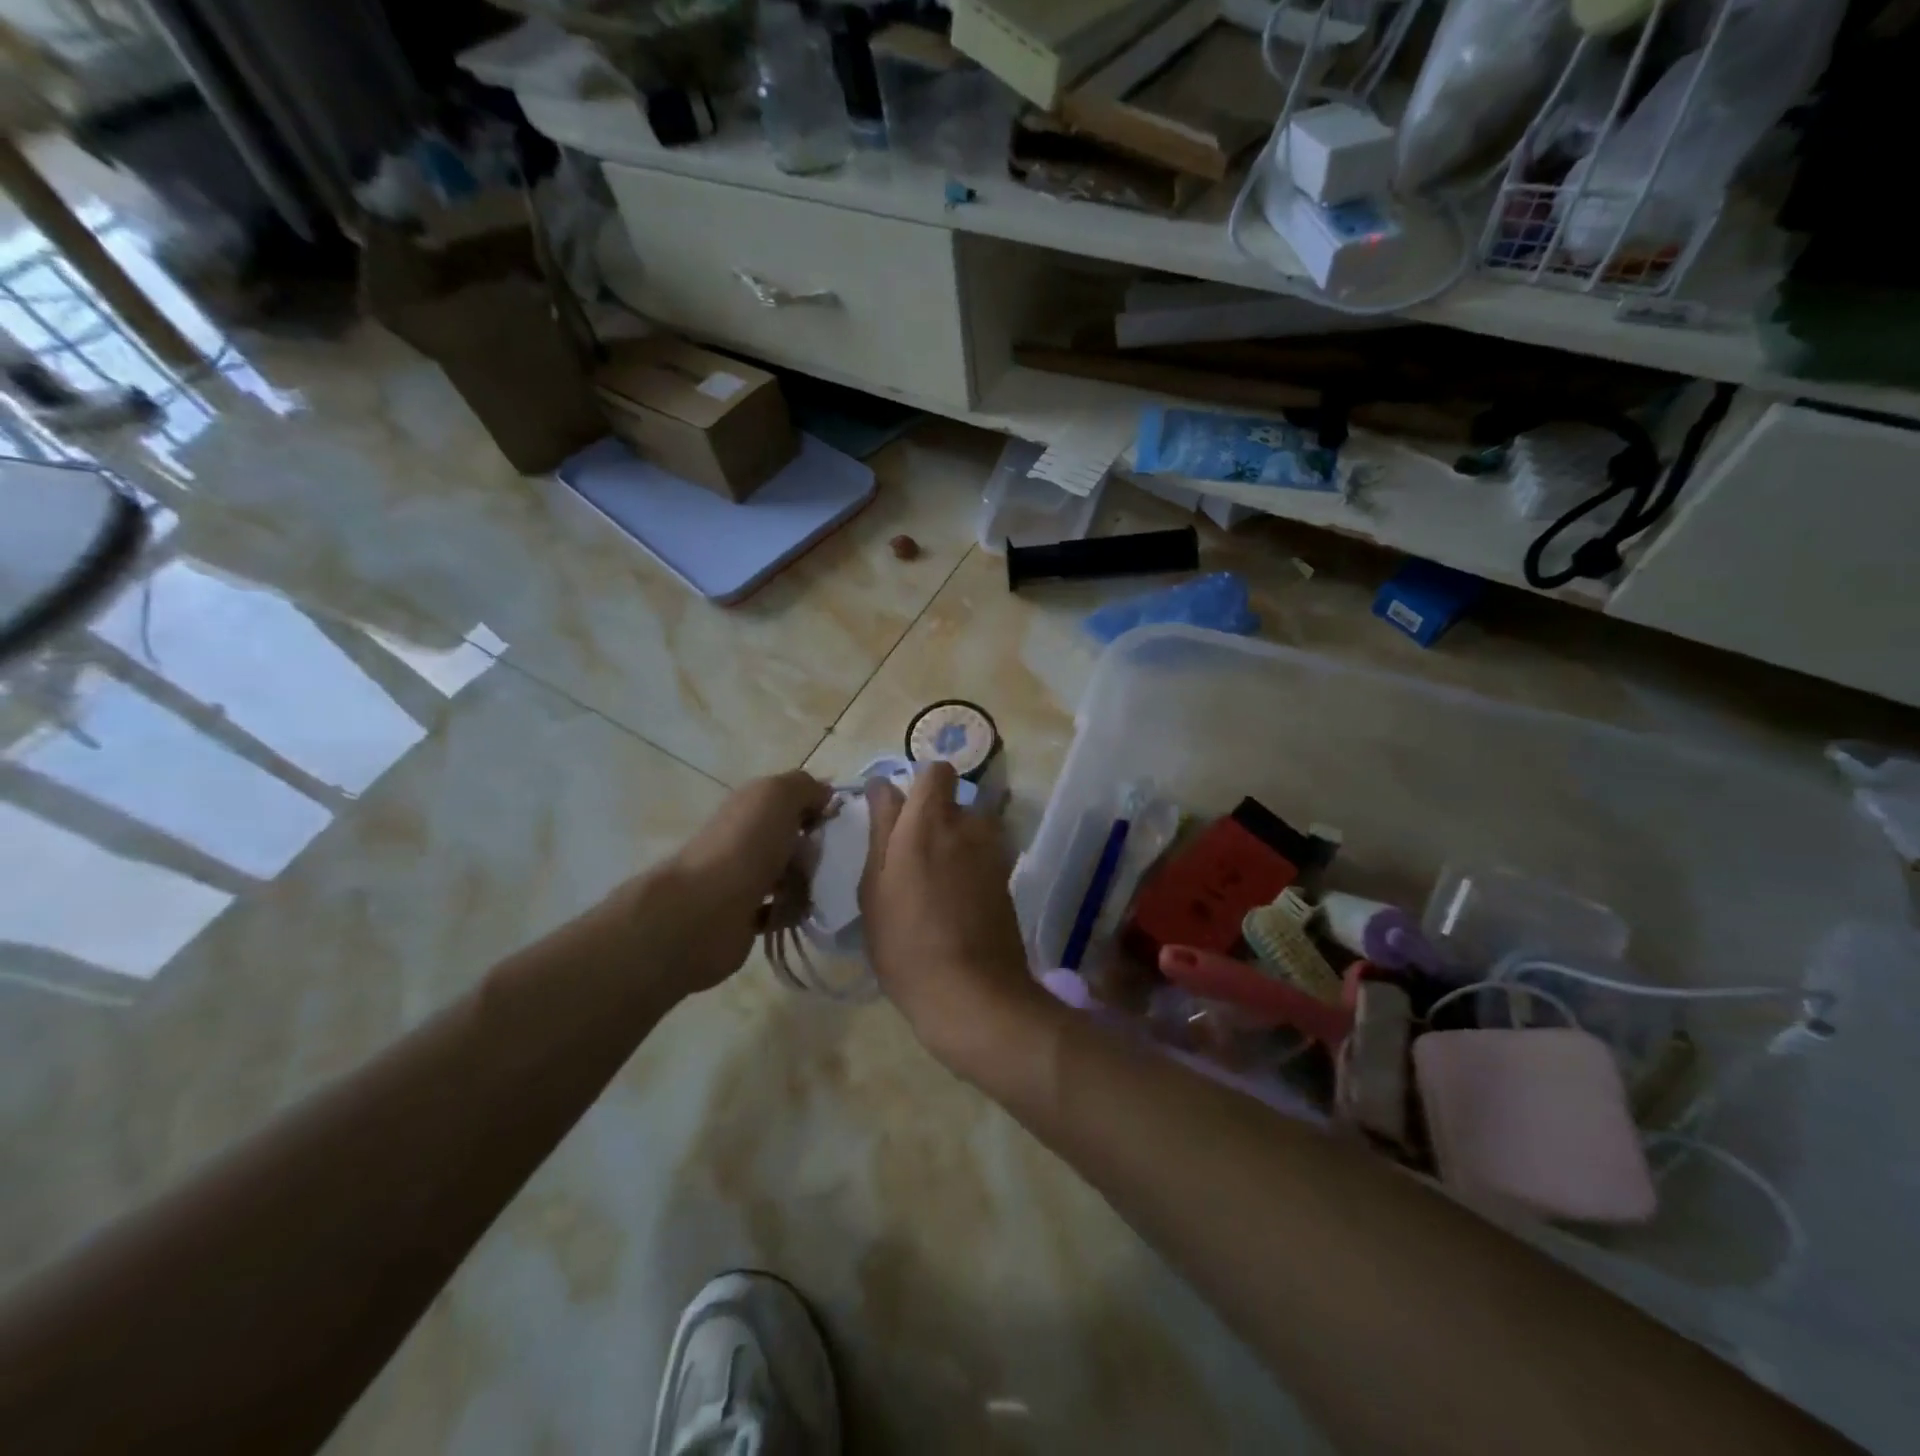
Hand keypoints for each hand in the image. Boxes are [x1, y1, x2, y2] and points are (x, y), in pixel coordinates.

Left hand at [647, 770, 831, 993]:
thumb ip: (804, 786)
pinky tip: (809, 912)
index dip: (821, 807)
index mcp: (752, 806)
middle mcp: (747, 838)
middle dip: (820, 847)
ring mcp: (744, 878)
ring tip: (829, 889)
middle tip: (841, 860)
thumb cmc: (746, 845)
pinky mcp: (745, 916)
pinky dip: (796, 911)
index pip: (794, 800)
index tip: (845, 823)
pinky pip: (781, 910)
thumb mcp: (778, 795)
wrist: (705, 910)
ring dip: (811, 881)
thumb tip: (824, 795)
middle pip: (794, 838)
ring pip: (790, 874)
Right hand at [860, 763, 1050, 1074]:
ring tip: (936, 875)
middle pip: (955, 797)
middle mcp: (967, 826)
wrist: (971, 992)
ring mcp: (993, 852)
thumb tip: (883, 788)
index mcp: (928, 821)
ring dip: (956, 836)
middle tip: (911, 849)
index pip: (935, 770)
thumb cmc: (905, 942)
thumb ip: (881, 830)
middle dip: (935, 811)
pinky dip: (970, 863)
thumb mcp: (875, 887)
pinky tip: (956, 896)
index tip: (897, 808)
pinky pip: (985, 853)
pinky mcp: (1007, 879)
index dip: (917, 782)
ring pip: (973, 825)